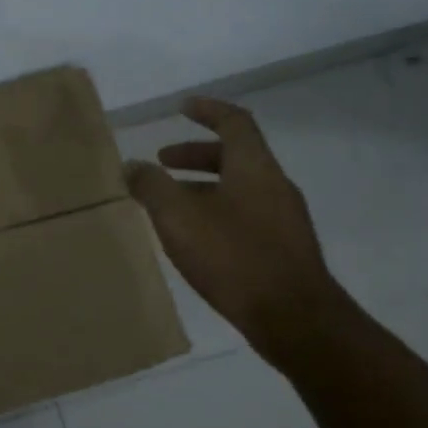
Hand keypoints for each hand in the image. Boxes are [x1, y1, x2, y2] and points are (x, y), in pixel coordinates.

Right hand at [124, 96, 346, 362]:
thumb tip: (132, 166)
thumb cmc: (234, 256)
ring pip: (239, 187)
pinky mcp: (285, 249)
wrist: (295, 319)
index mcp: (254, 167)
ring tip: (170, 204)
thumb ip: (152, 187)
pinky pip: (246, 214)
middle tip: (162, 163)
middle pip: (235, 155)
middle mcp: (274, 185)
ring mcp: (284, 219)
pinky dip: (217, 211)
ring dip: (203, 186)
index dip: (208, 110)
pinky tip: (196, 239)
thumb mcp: (179, 217)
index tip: (182, 108)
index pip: (234, 121)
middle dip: (194, 155)